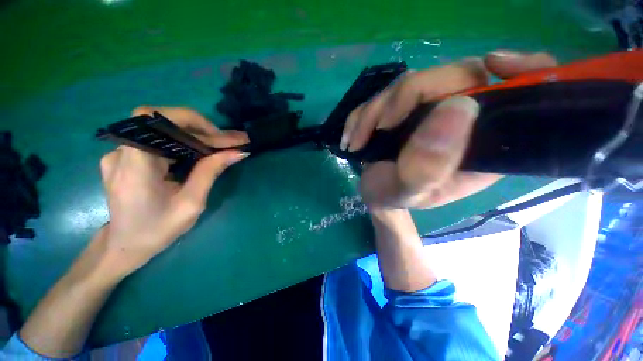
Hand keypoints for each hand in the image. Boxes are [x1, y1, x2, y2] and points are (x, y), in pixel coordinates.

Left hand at [99, 107, 248, 272]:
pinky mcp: (125, 159)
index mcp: (134, 167)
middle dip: (199, 130)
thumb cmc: (158, 230)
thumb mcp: (191, 204)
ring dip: (193, 136)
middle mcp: (121, 153)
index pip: (151, 119)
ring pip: (161, 132)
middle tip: (228, 141)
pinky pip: (157, 141)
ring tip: (219, 146)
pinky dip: (181, 143)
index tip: (216, 133)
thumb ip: (210, 173)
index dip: (186, 118)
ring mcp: (120, 154)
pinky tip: (198, 152)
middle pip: (161, 124)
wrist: (125, 246)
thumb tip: (236, 153)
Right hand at [341, 51, 556, 207]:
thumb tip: (457, 107)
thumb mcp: (407, 192)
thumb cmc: (393, 198)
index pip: (519, 95)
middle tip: (377, 129)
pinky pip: (383, 94)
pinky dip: (362, 114)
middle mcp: (462, 121)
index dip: (523, 71)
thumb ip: (427, 166)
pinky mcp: (404, 108)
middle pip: (451, 77)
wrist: (374, 193)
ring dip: (373, 112)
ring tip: (357, 142)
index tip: (493, 64)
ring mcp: (429, 110)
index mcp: (480, 145)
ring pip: (408, 83)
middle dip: (402, 99)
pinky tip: (353, 137)